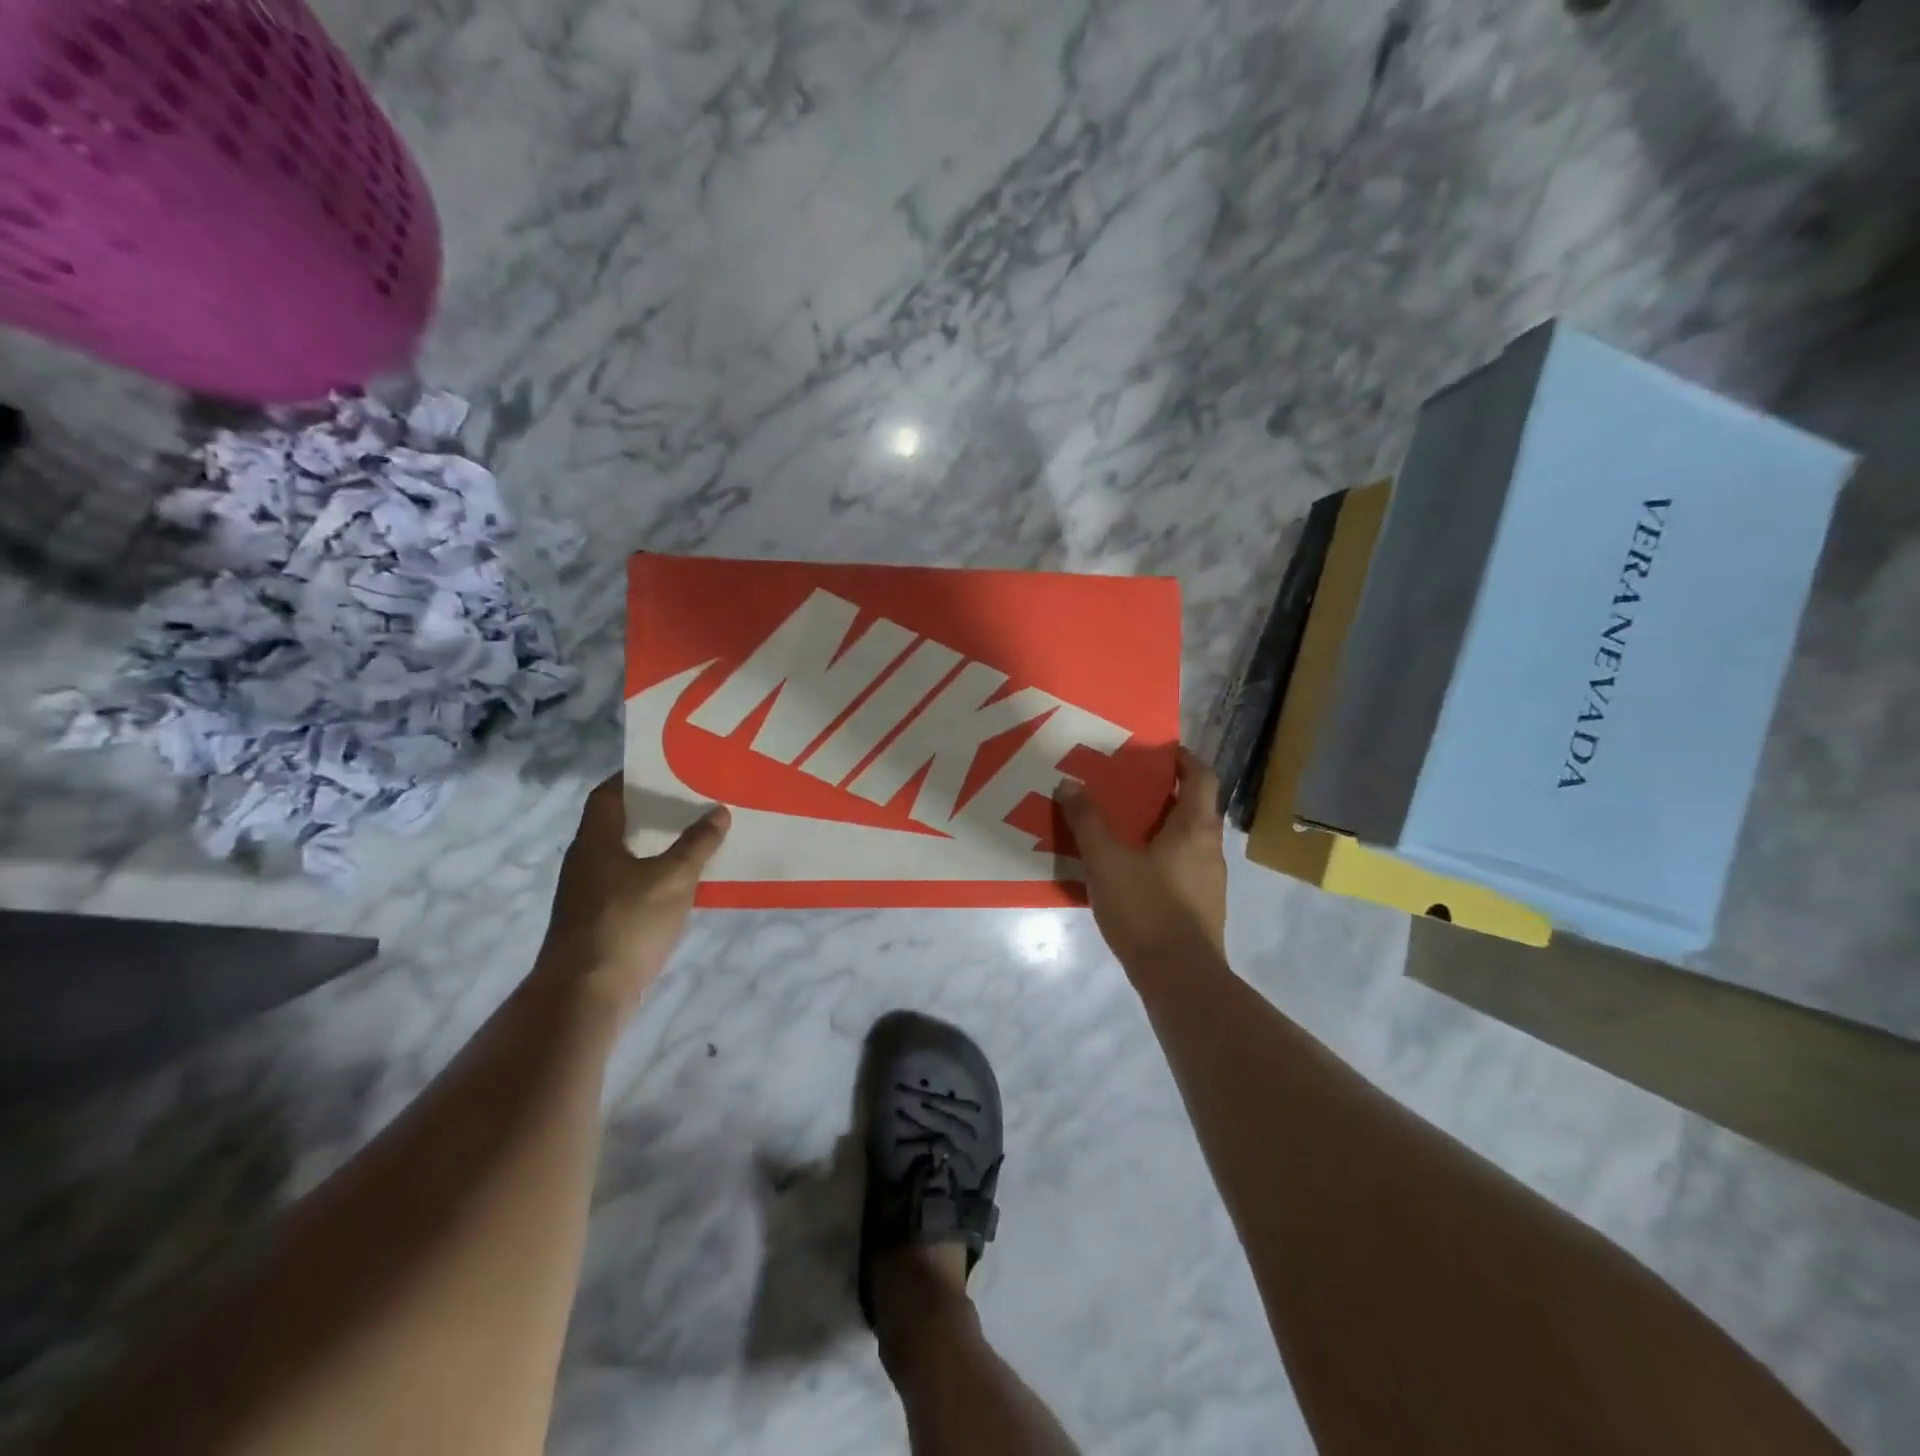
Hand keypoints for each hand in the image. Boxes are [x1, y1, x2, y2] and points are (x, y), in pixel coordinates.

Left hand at [533, 776, 729, 1021]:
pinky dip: (652, 874)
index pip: (608, 794)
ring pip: (624, 855)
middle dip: (652, 811)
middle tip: (691, 800)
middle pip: (617, 823)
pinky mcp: (596, 921)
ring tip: (694, 835)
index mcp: (595, 841)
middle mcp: (585, 861)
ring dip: (654, 844)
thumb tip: (718, 811)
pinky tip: (680, 882)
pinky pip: (627, 883)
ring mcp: (587, 894)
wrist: (585, 994)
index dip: (633, 777)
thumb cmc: (627, 923)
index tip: (667, 768)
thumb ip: (697, 844)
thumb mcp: (674, 878)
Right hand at [1058, 747, 1227, 968]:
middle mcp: (1210, 849)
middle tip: (1128, 787)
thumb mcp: (1106, 860)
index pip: (1202, 777)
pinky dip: (1161, 856)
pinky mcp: (1201, 907)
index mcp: (1195, 828)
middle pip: (1195, 807)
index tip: (1159, 751)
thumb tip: (1069, 784)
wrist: (1179, 978)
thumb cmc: (1146, 908)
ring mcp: (1210, 881)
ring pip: (1188, 839)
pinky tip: (1130, 870)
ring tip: (1123, 827)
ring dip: (1162, 827)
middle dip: (1165, 793)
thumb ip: (1087, 821)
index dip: (1184, 759)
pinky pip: (1182, 867)